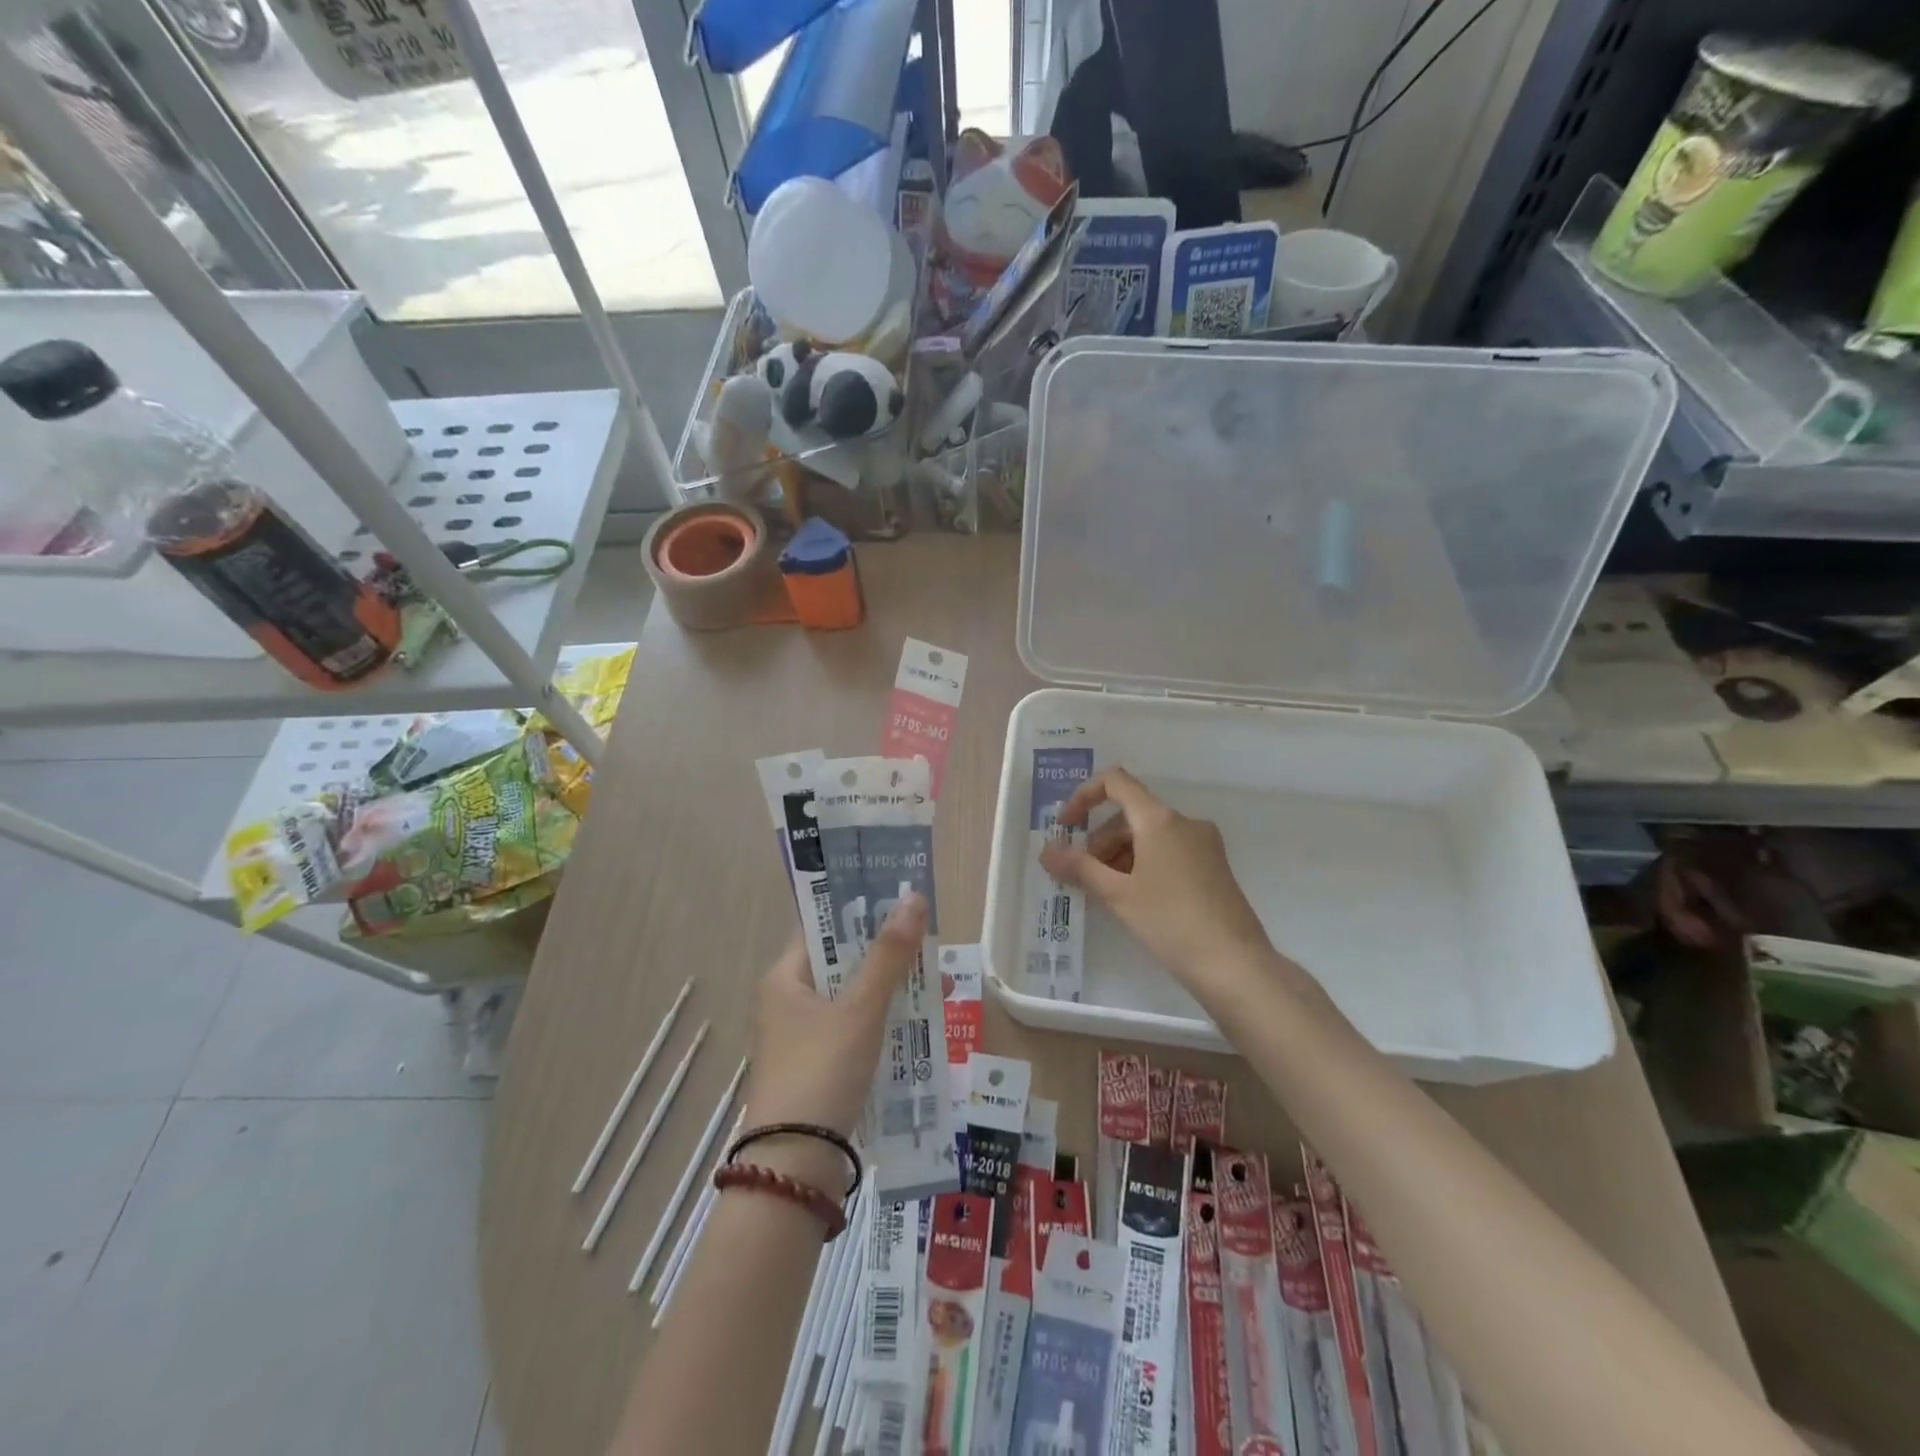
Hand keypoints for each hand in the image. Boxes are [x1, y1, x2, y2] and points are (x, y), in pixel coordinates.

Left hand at [743, 894, 927, 1153]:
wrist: (794, 1169)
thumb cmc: (821, 1071)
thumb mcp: (860, 1009)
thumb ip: (888, 955)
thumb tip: (914, 898)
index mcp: (784, 979)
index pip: (821, 927)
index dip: (858, 909)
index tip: (898, 897)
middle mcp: (787, 1003)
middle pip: (840, 962)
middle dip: (884, 951)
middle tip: (927, 938)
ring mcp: (802, 1039)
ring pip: (852, 999)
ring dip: (889, 988)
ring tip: (936, 980)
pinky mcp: (818, 1070)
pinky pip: (855, 1031)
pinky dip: (883, 1022)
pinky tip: (918, 1024)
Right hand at [1040, 767, 1271, 988]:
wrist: (1235, 965)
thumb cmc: (1171, 922)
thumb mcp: (1118, 895)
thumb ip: (1079, 868)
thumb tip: (1047, 851)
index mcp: (1160, 819)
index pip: (1116, 782)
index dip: (1084, 796)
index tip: (1066, 827)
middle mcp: (1185, 822)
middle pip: (1130, 814)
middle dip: (1100, 840)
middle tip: (1084, 877)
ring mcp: (1204, 844)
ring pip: (1149, 836)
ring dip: (1120, 856)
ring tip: (1108, 894)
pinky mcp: (1213, 867)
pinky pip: (1168, 852)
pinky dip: (1144, 865)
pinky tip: (1136, 900)